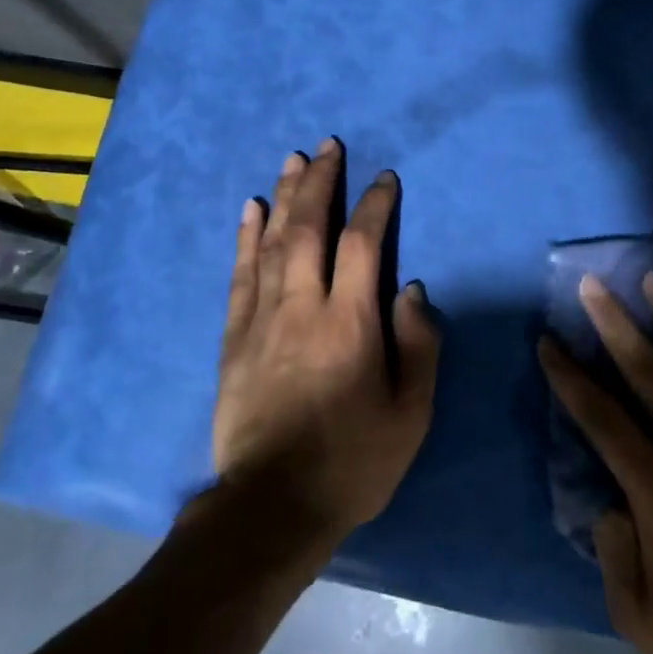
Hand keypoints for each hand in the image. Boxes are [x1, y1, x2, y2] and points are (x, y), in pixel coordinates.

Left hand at [213, 138, 439, 556]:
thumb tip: (410, 289)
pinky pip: (240, 275)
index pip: (362, 244)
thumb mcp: (410, 414)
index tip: (384, 179)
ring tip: (292, 160)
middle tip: (328, 147)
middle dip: (321, 182)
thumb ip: (418, 345)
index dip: (374, 205)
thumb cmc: (353, 461)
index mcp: (350, 323)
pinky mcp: (233, 338)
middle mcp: (302, 307)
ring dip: (284, 197)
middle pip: (309, 228)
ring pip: (273, 242)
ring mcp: (262, 319)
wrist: (272, 507)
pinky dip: (246, 237)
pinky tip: (250, 209)